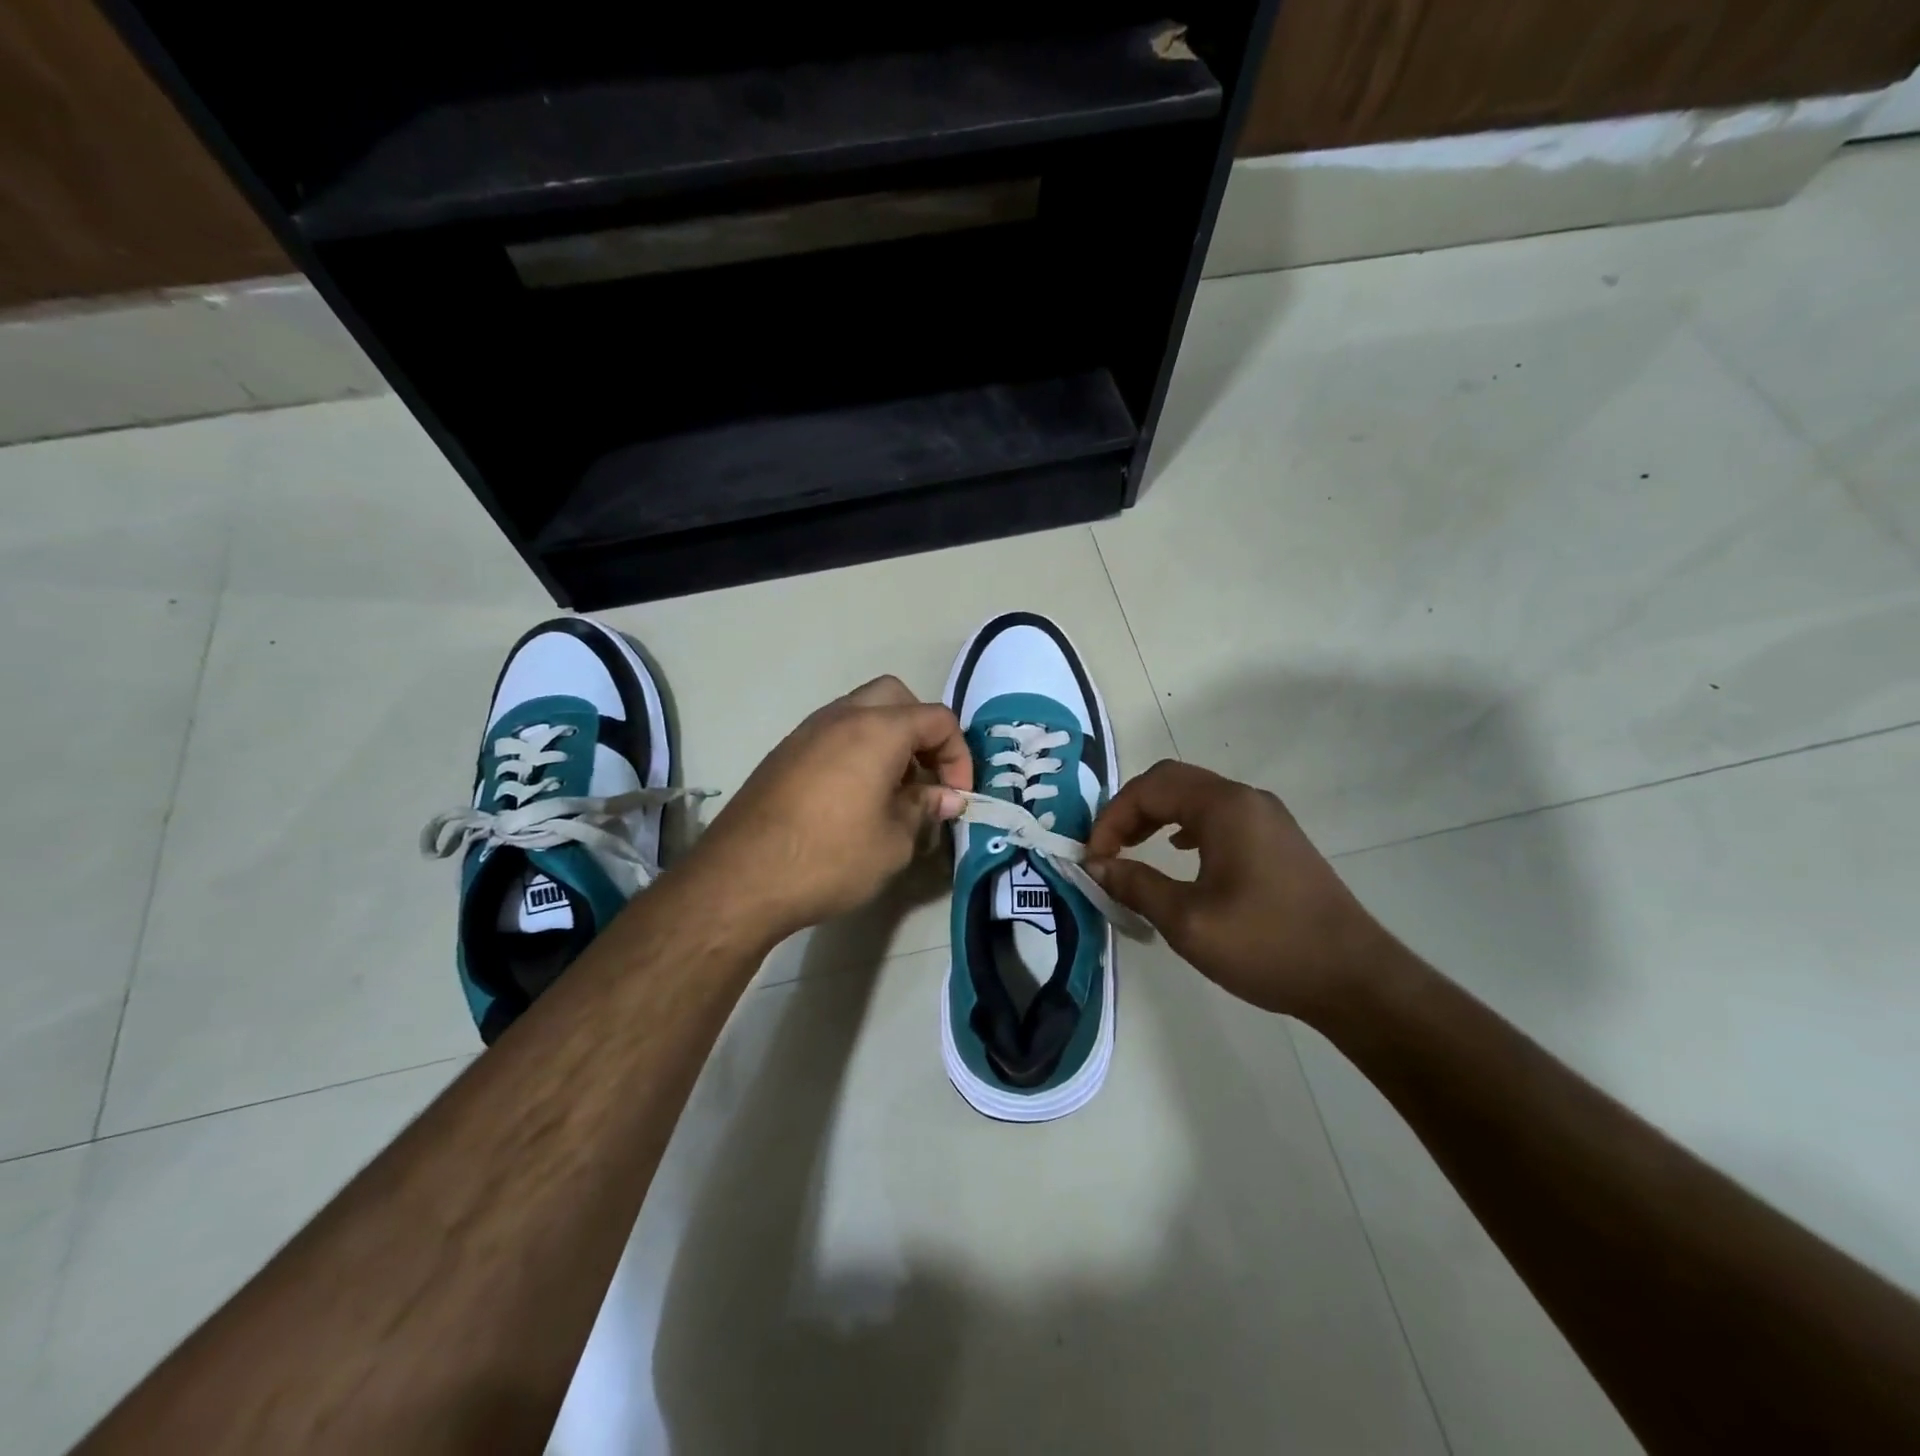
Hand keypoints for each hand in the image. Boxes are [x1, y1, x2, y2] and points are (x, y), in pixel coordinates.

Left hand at [674, 675, 970, 943]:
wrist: (741, 878)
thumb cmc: (830, 857)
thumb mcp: (894, 841)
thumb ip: (924, 809)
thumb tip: (945, 797)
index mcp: (877, 730)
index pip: (937, 719)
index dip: (958, 755)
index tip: (956, 796)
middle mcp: (841, 717)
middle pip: (896, 698)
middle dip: (921, 731)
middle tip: (925, 776)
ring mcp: (807, 732)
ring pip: (860, 712)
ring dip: (887, 739)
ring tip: (893, 790)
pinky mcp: (784, 754)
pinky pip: (833, 734)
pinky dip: (856, 750)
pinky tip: (854, 798)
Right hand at [1084, 761, 1390, 1016]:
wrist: (1355, 980)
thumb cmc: (1267, 945)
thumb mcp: (1188, 921)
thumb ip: (1136, 885)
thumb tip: (1096, 866)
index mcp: (1226, 807)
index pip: (1151, 788)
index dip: (1112, 817)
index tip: (1093, 858)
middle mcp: (1247, 800)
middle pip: (1173, 782)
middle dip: (1131, 809)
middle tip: (1107, 848)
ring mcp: (1268, 819)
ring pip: (1197, 798)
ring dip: (1157, 815)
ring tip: (1132, 848)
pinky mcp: (1279, 841)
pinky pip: (1220, 817)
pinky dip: (1186, 826)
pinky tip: (1179, 853)